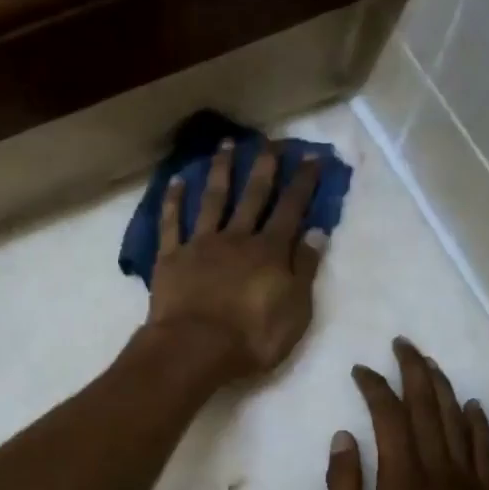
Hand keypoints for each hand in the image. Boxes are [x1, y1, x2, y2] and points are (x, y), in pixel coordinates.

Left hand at [146, 139, 327, 381]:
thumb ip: (305, 269)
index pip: (292, 209)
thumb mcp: (295, 310)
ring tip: (226, 145)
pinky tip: (177, 180)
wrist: (195, 348)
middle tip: (270, 141)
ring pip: (213, 199)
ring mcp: (201, 244)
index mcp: (270, 251)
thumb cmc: (252, 338)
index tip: (313, 156)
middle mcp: (237, 238)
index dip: (304, 182)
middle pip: (253, 195)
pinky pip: (171, 223)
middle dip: (264, 166)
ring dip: (221, 171)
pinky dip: (173, 200)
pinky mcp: (171, 258)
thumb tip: (317, 232)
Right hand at [327, 339, 488, 489]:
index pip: (391, 418)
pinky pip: (488, 452)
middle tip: (401, 344)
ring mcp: (471, 487)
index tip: (359, 371)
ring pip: (459, 423)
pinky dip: (480, 424)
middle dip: (414, 371)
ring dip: (443, 388)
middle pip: (430, 408)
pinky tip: (472, 406)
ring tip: (428, 363)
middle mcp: (441, 475)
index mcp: (404, 484)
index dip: (375, 388)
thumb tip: (343, 438)